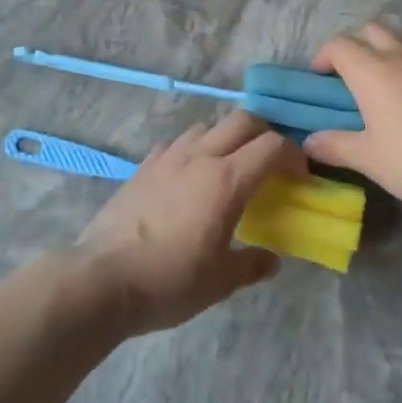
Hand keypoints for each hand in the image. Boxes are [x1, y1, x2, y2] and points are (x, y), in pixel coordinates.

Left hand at [75, 111, 304, 334]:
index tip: (300, 175)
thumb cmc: (168, 281)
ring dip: (227, 136)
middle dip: (264, 133)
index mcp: (228, 180)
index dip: (293, 154)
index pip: (273, 147)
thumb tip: (272, 260)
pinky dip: (194, 148)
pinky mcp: (144, 166)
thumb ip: (251, 265)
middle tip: (269, 161)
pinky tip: (188, 174)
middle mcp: (201, 157)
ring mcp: (169, 157)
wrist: (101, 279)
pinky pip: (177, 143)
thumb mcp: (219, 282)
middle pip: (243, 120)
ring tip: (229, 164)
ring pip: (208, 126)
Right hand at [304, 22, 401, 214]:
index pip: (340, 45)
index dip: (323, 56)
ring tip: (377, 82)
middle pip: (370, 29)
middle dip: (353, 43)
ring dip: (381, 49)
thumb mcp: (368, 158)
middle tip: (346, 73)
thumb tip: (310, 142)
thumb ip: (336, 146)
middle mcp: (399, 56)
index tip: (319, 77)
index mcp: (372, 71)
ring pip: (398, 39)